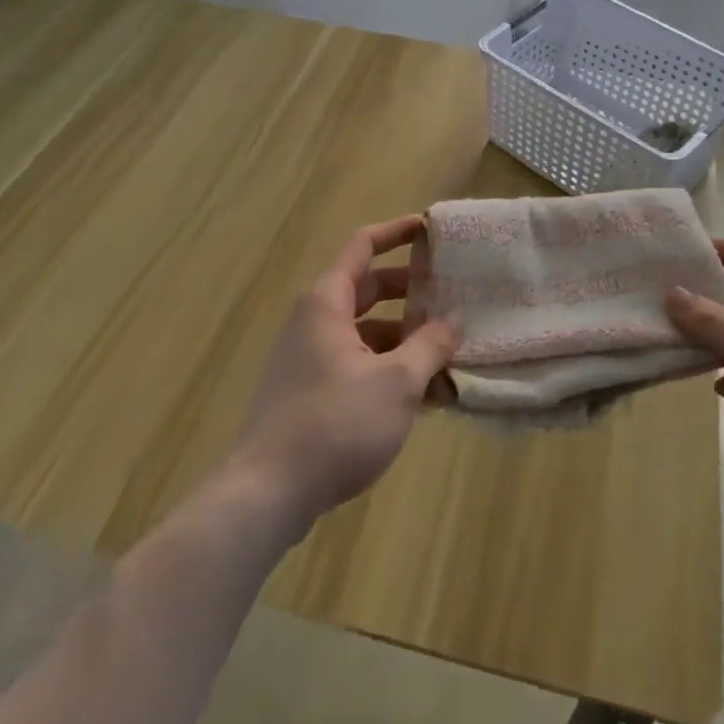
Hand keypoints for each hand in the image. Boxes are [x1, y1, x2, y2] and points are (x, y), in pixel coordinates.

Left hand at [230, 216, 458, 527]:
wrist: (267, 494)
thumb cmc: (336, 423)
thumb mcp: (397, 381)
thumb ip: (430, 344)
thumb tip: (456, 317)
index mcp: (327, 302)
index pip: (363, 246)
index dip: (397, 232)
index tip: (430, 229)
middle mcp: (315, 321)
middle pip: (368, 290)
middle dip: (411, 291)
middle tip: (452, 294)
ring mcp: (309, 359)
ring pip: (366, 333)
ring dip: (405, 338)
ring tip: (449, 352)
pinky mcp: (310, 394)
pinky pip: (357, 365)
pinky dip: (389, 369)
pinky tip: (425, 395)